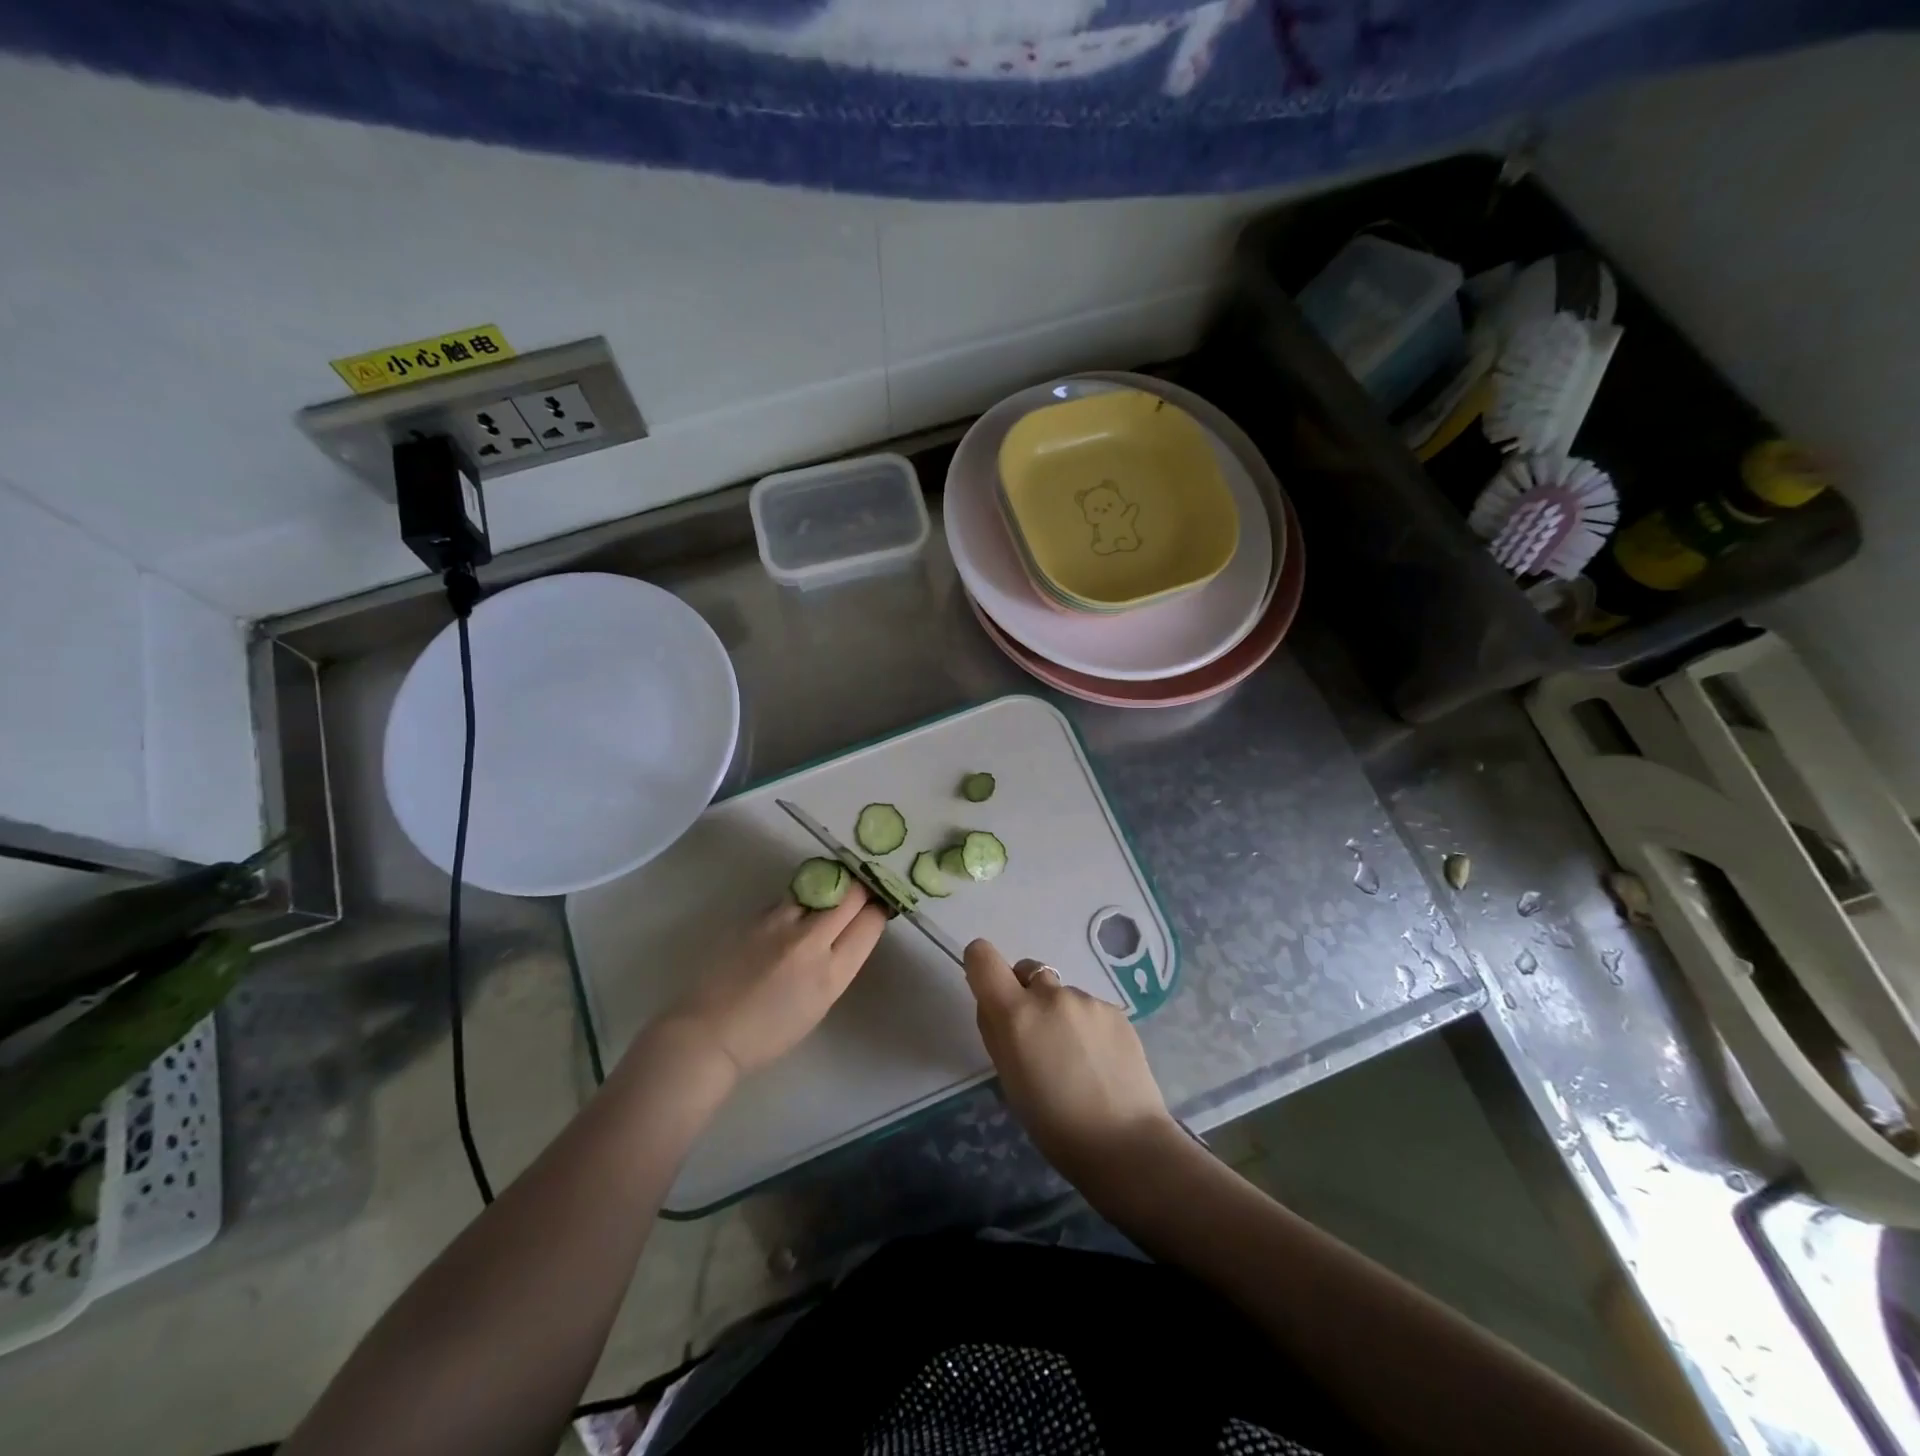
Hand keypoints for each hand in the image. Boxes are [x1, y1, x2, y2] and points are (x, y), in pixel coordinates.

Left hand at [658, 885, 887, 1080]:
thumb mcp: (819, 1004)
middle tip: (861, 888)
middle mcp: (810, 942)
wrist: (709, 1033)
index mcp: (831, 975)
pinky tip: (792, 916)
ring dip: (829, 888)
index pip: (870, 922)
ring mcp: (780, 925)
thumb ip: (837, 964)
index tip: (878, 905)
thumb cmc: (768, 1033)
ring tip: (828, 892)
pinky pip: (789, 899)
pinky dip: (798, 903)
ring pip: (819, 887)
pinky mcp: (756, 917)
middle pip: (849, 894)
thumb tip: (848, 930)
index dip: (878, 909)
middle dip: (860, 888)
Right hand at [964, 938, 1177, 1188]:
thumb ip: (997, 1031)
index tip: (989, 989)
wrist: (1124, 1142)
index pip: (983, 957)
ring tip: (1076, 1059)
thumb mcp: (1008, 1078)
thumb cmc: (1052, 1124)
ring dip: (1060, 1014)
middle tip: (1038, 1038)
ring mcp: (1087, 1000)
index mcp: (1015, 1013)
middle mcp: (1050, 995)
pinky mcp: (1116, 1011)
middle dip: (1026, 995)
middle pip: (1028, 972)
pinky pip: (1089, 1008)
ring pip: (1061, 994)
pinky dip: (1087, 1026)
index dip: (981, 965)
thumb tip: (995, 1005)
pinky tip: (1100, 1062)